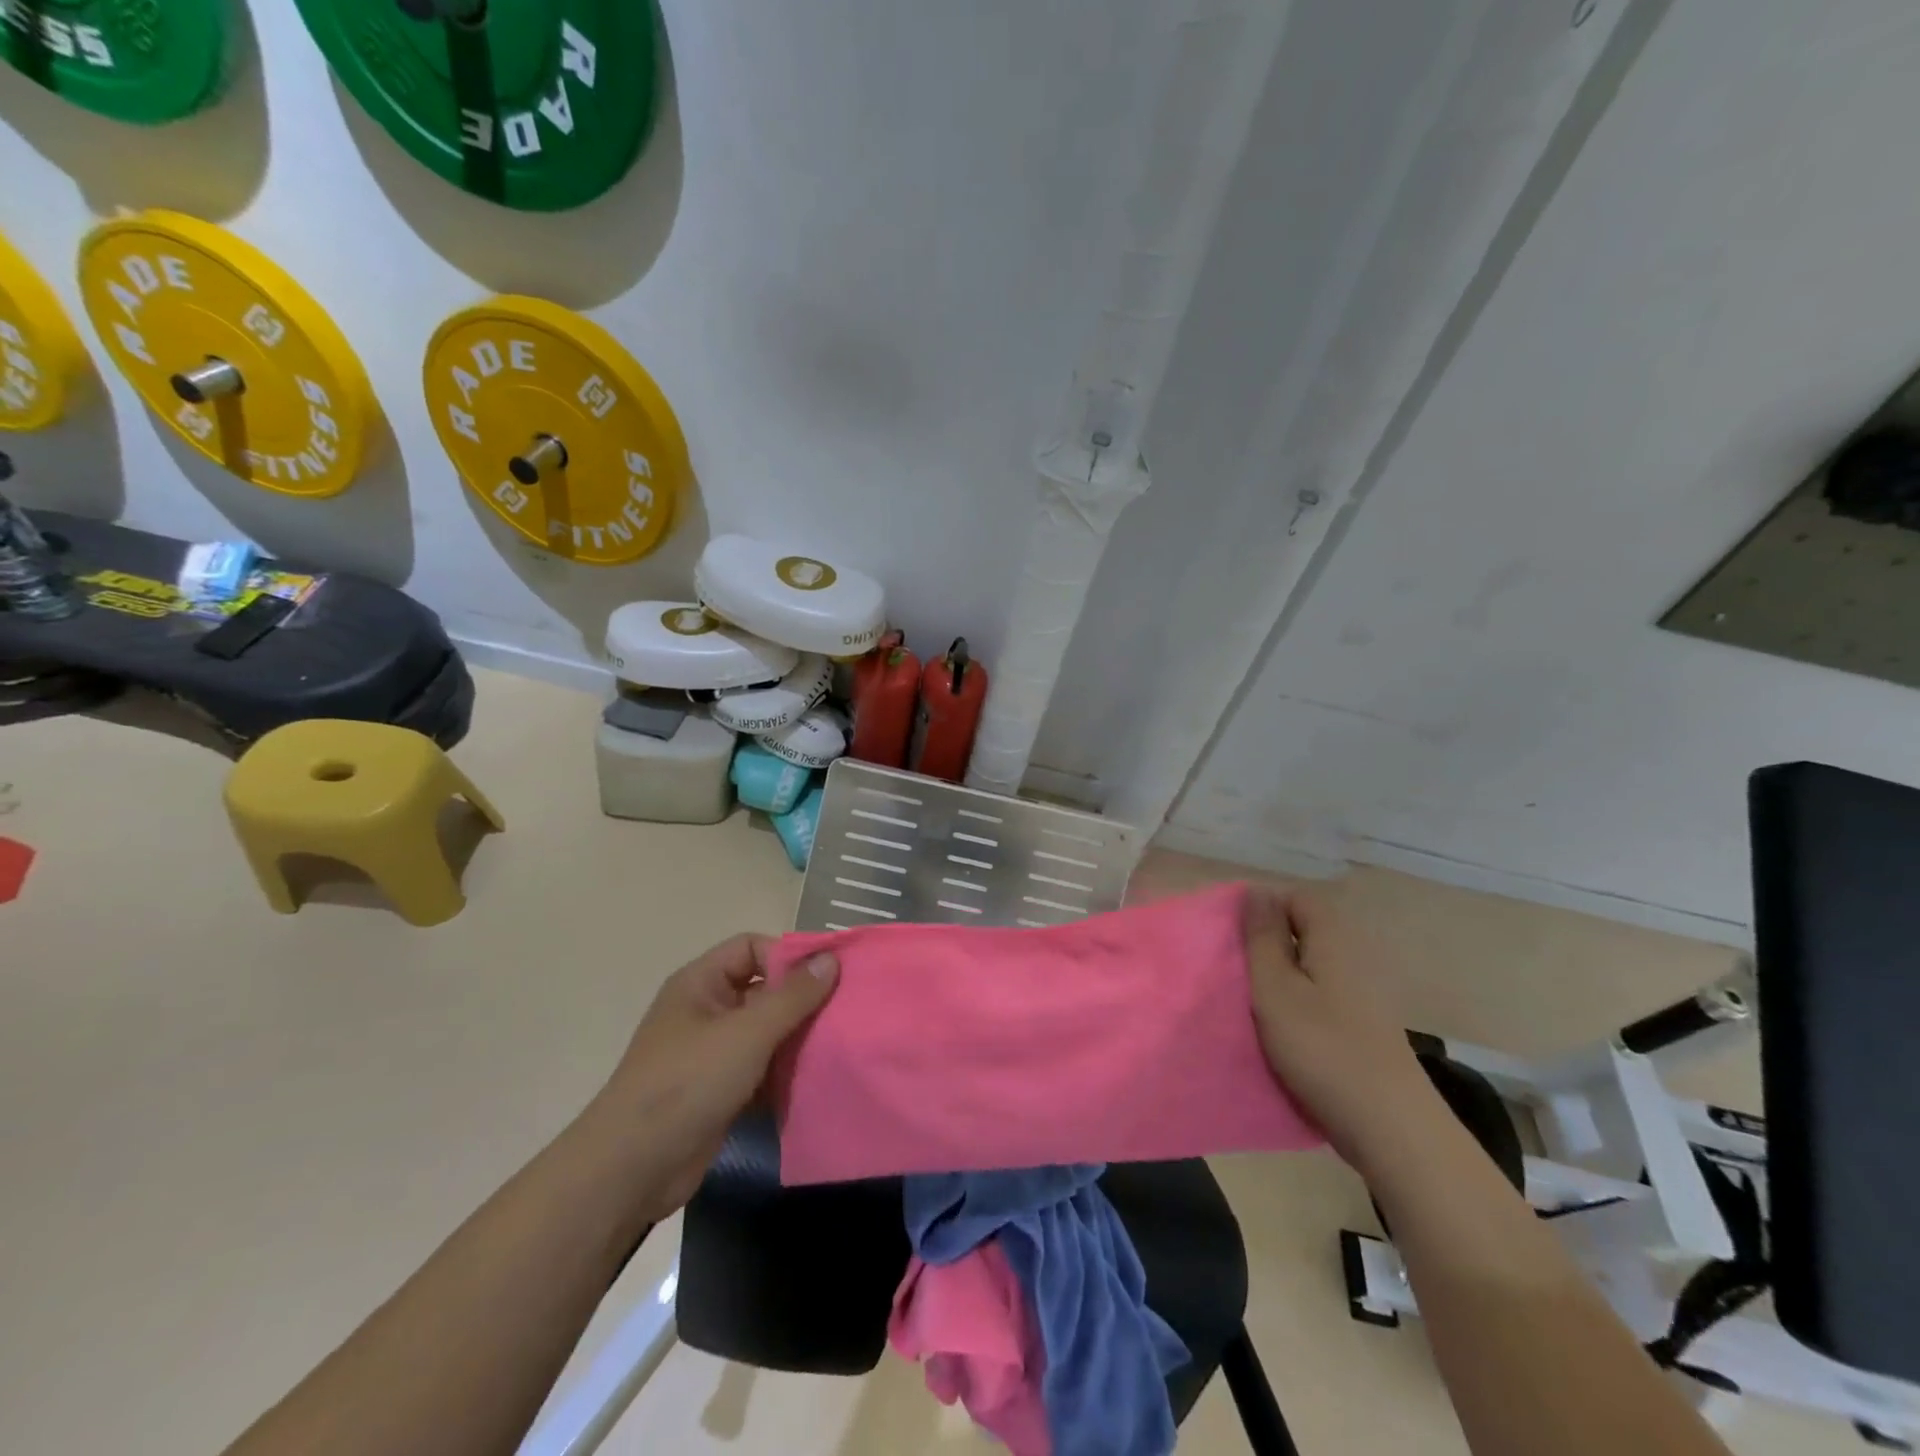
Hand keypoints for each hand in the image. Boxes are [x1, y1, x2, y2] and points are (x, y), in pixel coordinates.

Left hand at [591, 934, 837, 1223]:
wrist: (632, 1170)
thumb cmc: (687, 1083)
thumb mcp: (746, 1033)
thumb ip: (792, 996)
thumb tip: (830, 959)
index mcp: (701, 983)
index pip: (752, 948)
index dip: (788, 956)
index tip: (828, 976)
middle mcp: (706, 1010)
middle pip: (763, 989)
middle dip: (802, 1000)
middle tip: (845, 1011)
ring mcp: (712, 1053)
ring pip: (766, 1031)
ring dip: (798, 1038)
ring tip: (839, 1044)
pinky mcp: (720, 1090)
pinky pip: (762, 1067)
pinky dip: (786, 1071)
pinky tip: (818, 1078)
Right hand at [1244, 887, 1442, 1173]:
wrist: (1391, 1128)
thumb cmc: (1323, 1048)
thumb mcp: (1275, 988)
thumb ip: (1262, 937)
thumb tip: (1256, 890)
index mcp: (1334, 938)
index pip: (1296, 898)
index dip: (1261, 909)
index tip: (1232, 938)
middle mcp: (1355, 957)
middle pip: (1303, 932)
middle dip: (1266, 946)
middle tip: (1235, 972)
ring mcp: (1363, 995)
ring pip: (1309, 969)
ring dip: (1279, 980)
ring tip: (1250, 1004)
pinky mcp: (1364, 1028)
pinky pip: (1321, 999)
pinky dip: (1298, 1006)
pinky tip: (1280, 1032)